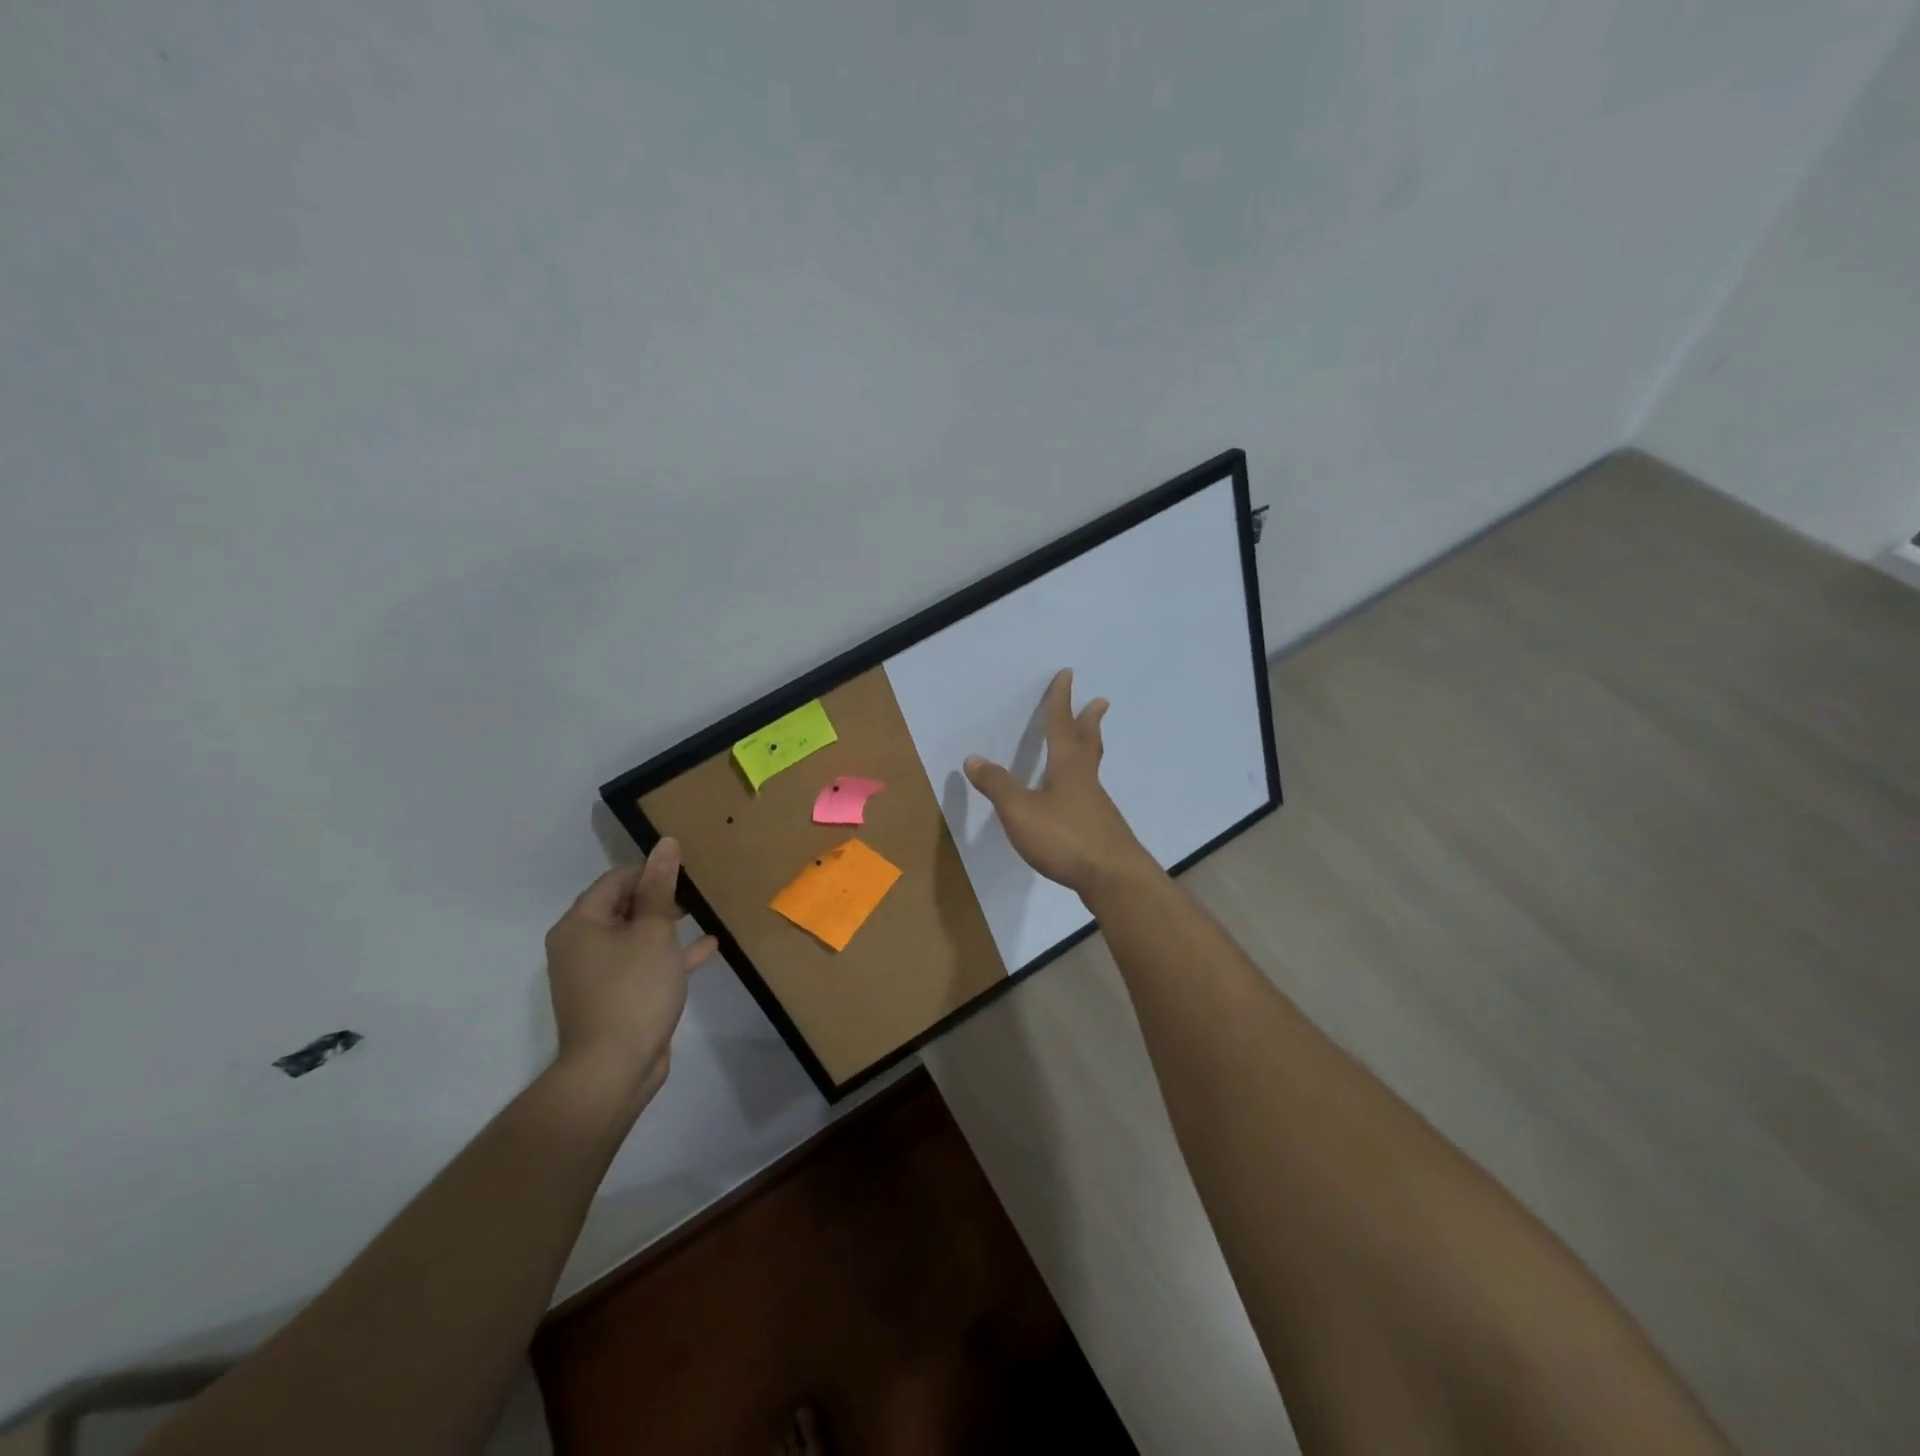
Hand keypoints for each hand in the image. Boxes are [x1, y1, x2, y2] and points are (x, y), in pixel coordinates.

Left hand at [544, 839, 716, 1105]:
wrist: (614, 1069)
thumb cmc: (633, 990)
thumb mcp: (653, 932)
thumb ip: (660, 888)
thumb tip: (666, 844)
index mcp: (580, 924)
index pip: (616, 880)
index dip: (651, 870)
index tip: (687, 866)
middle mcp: (581, 946)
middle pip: (623, 907)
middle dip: (659, 896)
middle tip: (697, 886)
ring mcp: (597, 975)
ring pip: (636, 936)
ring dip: (667, 925)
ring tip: (702, 911)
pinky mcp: (615, 998)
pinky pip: (644, 964)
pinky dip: (670, 955)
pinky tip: (707, 947)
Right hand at [965, 669, 1153, 896]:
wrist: (1113, 877)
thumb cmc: (1065, 838)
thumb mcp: (1020, 812)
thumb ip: (998, 786)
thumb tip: (973, 759)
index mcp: (1066, 768)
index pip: (1060, 727)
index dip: (1061, 701)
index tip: (1067, 675)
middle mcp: (1085, 780)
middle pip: (1087, 743)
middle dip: (1089, 721)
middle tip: (1101, 702)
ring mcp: (1097, 805)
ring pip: (1092, 768)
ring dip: (1089, 749)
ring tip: (1086, 744)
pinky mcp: (1101, 829)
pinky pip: (1090, 794)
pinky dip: (1083, 782)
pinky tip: (1077, 798)